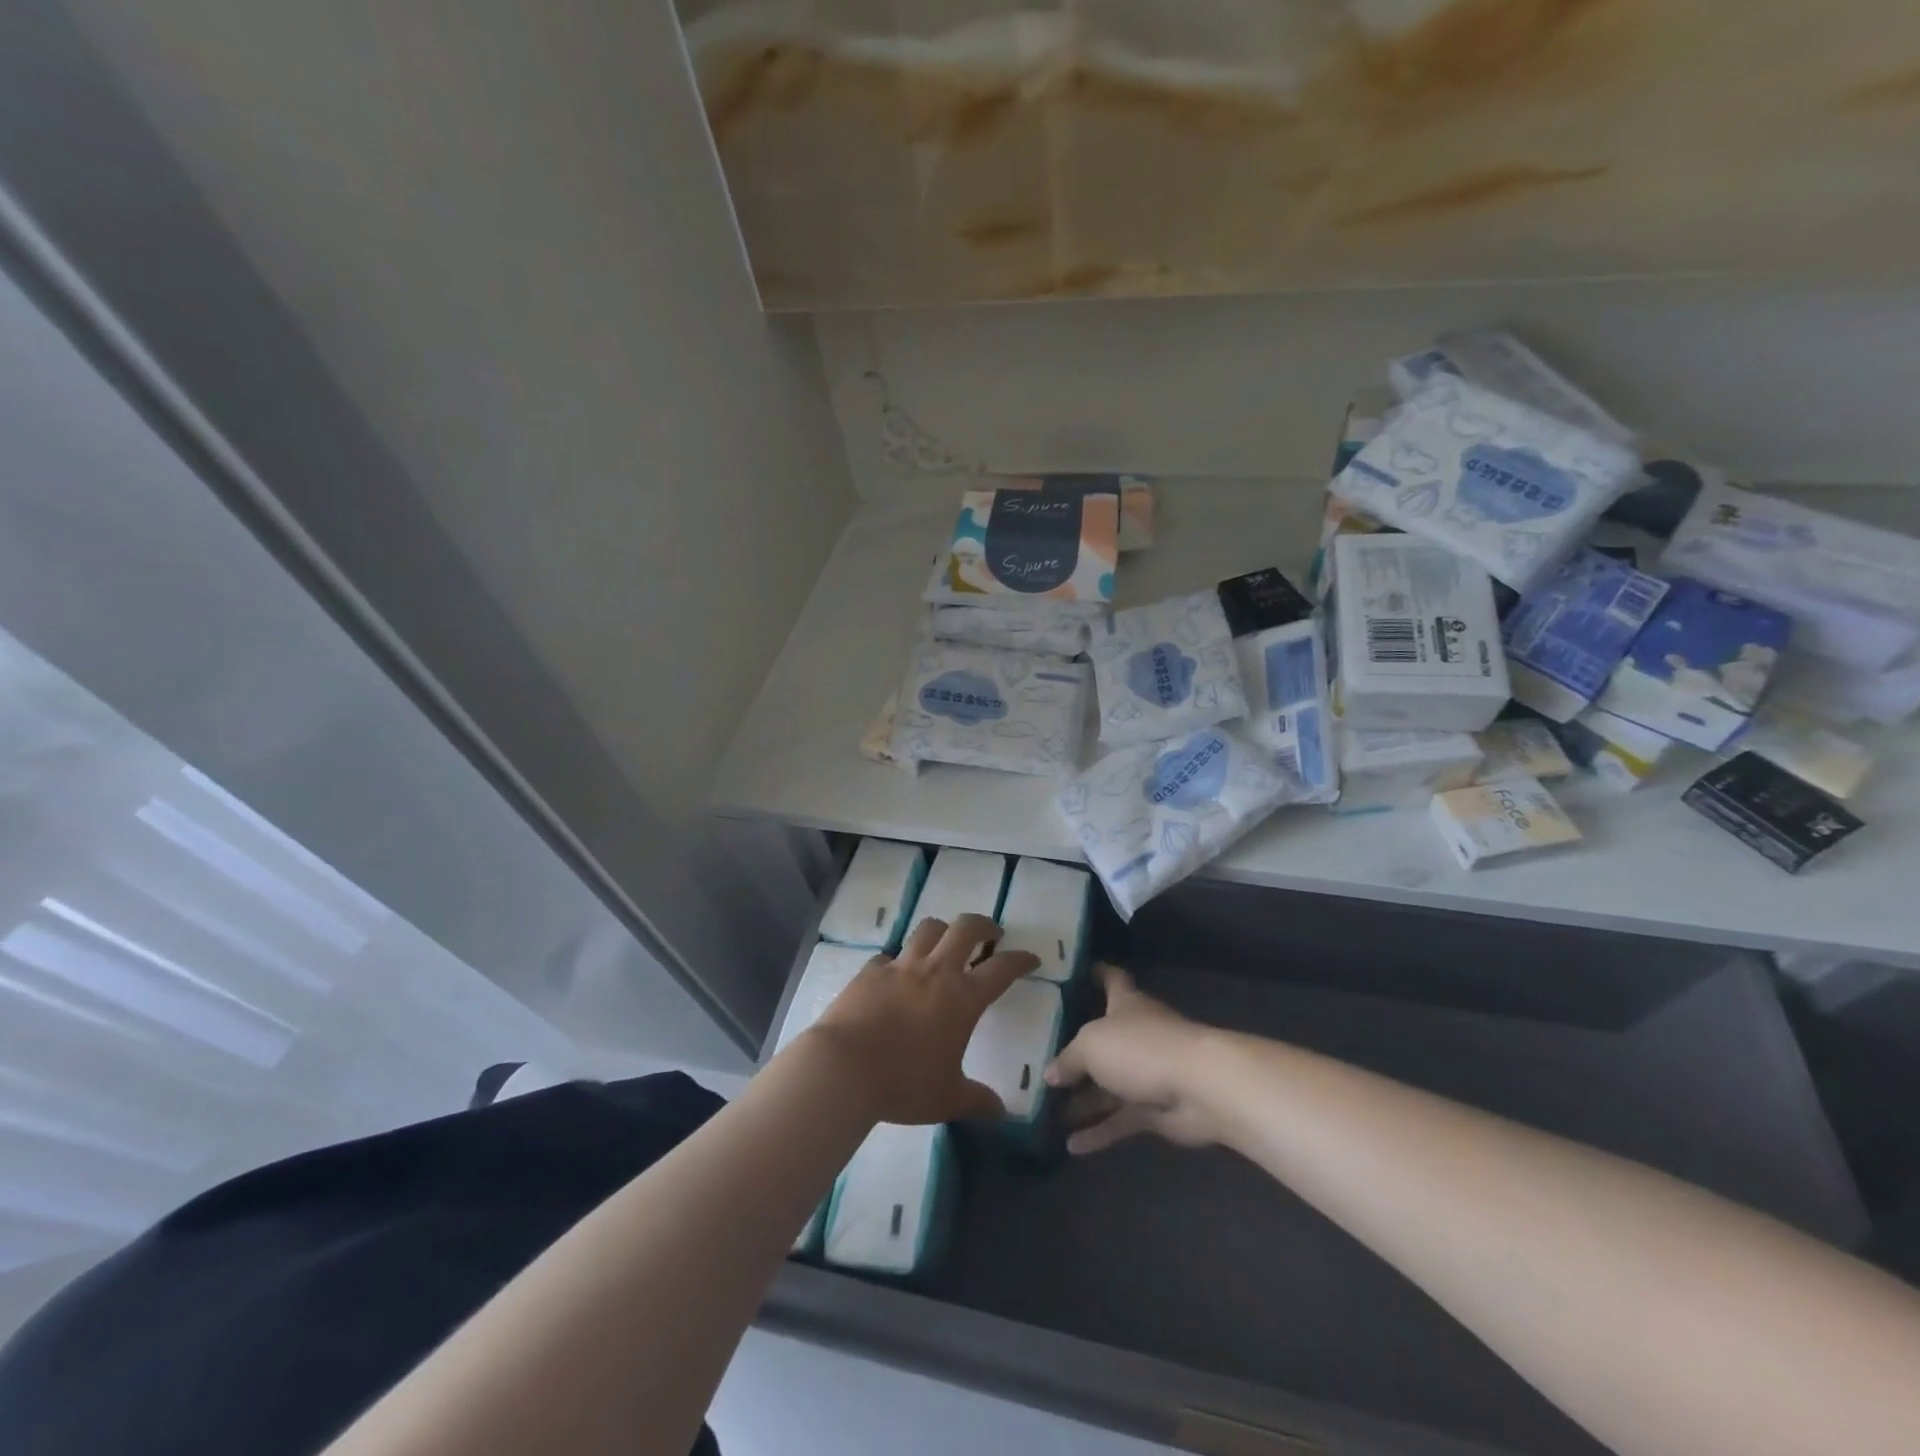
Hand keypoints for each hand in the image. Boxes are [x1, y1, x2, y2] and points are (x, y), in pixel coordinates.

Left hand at [809, 914, 1038, 1125]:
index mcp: (962, 997)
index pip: (1002, 968)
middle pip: (965, 928)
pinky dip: (899, 960)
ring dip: (943, 931)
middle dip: (984, 925)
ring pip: (928, 929)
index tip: (1030, 958)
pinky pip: (890, 955)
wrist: (843, 1067)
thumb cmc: (904, 1083)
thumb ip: (977, 1101)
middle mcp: (935, 971)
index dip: (1020, 960)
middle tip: (990, 935)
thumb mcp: (947, 1099)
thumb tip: (1001, 1112)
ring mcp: (900, 966)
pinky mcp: (870, 971)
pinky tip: (897, 975)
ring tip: (946, 942)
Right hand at [1046, 964, 1219, 1154]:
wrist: (1200, 1088)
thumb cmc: (1142, 1048)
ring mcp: (1147, 1074)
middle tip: (1042, 1062)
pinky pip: (1121, 1120)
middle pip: (1104, 1040)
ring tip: (1048, 1112)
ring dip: (1083, 1101)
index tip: (1078, 974)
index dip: (1097, 974)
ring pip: (1109, 1087)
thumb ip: (1068, 1058)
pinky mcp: (1155, 1110)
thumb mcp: (1091, 1044)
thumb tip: (1050, 1074)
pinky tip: (1071, 1146)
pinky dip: (1099, 1132)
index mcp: (1125, 1005)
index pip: (1112, 980)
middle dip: (1077, 1053)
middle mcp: (1136, 1035)